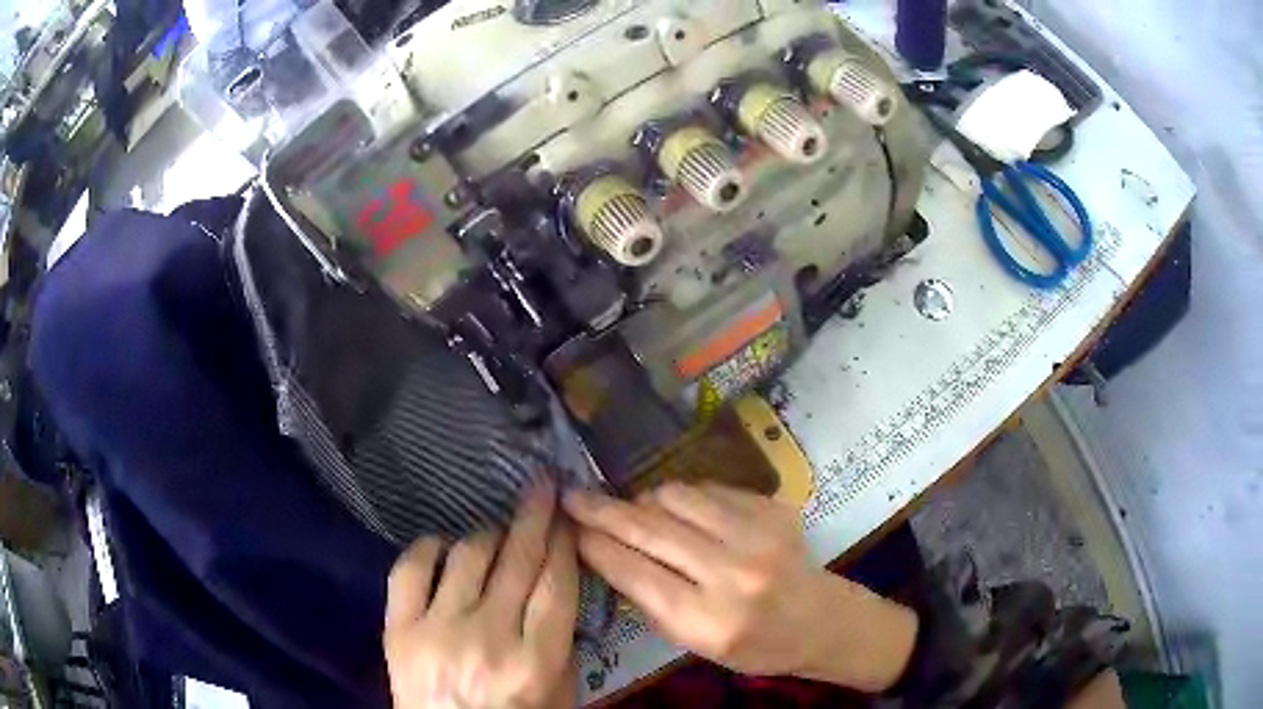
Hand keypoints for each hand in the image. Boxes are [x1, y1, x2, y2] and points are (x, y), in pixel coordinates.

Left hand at [384, 484, 578, 708]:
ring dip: (488, 535)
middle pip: (517, 561)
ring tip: (497, 533)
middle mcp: (487, 639)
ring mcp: (437, 631)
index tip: (567, 514)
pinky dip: (429, 547)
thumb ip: (562, 642)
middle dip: (534, 516)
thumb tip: (554, 582)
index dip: (564, 541)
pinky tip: (445, 545)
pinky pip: (410, 569)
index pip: (556, 584)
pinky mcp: (397, 629)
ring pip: (467, 556)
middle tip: (542, 486)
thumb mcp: (560, 694)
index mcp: (535, 662)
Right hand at [565, 483, 917, 691]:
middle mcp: (733, 573)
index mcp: (709, 620)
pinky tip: (683, 513)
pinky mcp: (773, 508)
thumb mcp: (696, 644)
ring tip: (637, 511)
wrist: (821, 620)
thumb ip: (650, 601)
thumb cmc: (755, 646)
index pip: (635, 573)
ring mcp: (758, 534)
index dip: (595, 545)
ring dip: (645, 501)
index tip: (569, 527)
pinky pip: (709, 489)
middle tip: (573, 495)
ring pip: (676, 497)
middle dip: (603, 510)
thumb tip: (606, 552)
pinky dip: (685, 498)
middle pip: (650, 529)